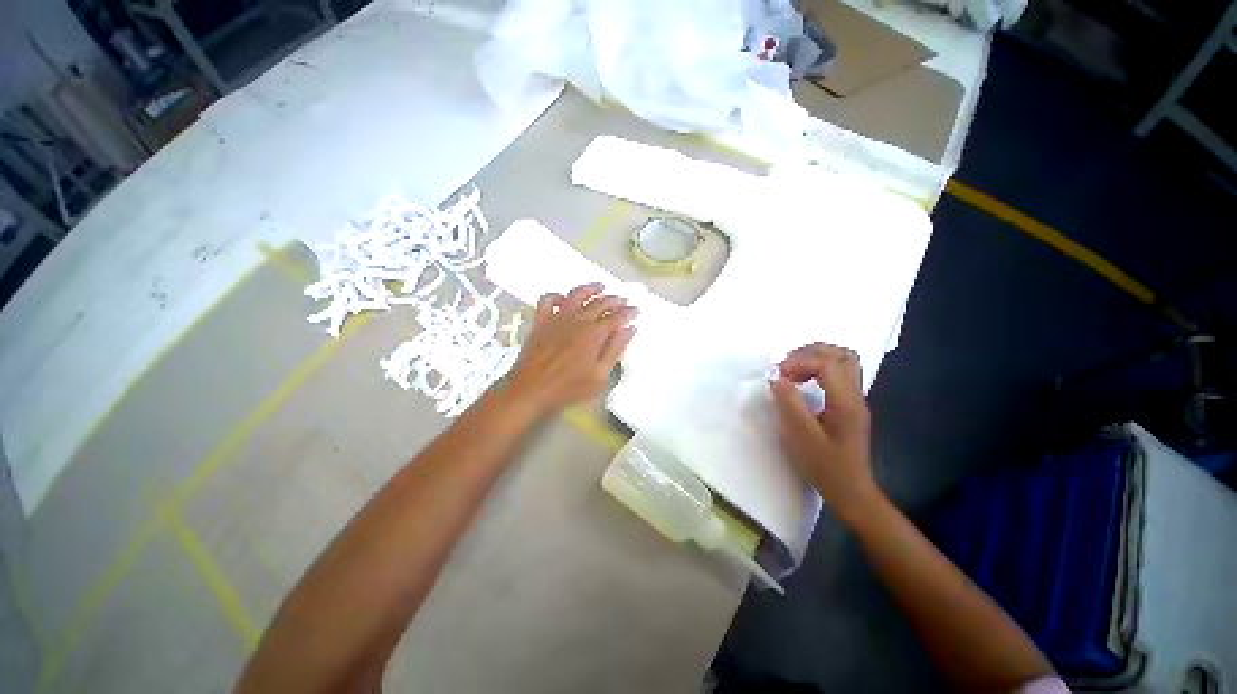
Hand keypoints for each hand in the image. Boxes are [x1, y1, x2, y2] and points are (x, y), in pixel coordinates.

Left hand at [501, 282, 637, 417]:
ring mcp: (557, 318)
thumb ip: (615, 349)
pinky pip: (547, 300)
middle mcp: (577, 320)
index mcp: (594, 333)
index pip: (616, 317)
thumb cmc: (569, 387)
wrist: (531, 390)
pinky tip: (563, 298)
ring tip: (600, 286)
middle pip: (600, 303)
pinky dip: (556, 295)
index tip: (636, 310)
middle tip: (623, 300)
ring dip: (590, 289)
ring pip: (576, 294)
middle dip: (614, 300)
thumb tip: (630, 330)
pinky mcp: (541, 321)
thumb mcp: (600, 375)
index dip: (628, 312)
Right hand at [769, 343, 878, 525]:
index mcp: (846, 403)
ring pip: (843, 361)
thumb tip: (777, 379)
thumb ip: (790, 405)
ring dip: (816, 358)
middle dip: (811, 352)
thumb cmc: (827, 468)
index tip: (779, 374)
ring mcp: (855, 399)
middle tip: (787, 366)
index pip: (828, 364)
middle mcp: (856, 396)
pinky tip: (803, 382)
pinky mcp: (850, 405)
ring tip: (792, 370)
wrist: (852, 491)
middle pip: (843, 355)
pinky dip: (819, 368)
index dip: (801, 361)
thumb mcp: (803, 438)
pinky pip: (838, 373)